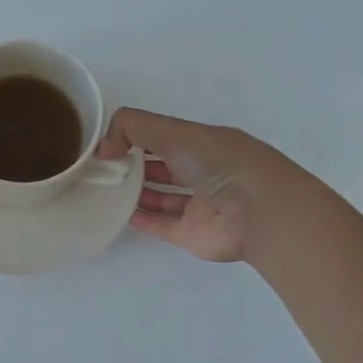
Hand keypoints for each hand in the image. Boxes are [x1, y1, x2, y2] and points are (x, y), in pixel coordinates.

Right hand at [96, 108, 296, 263]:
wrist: (260, 213)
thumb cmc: (220, 163)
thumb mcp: (174, 131)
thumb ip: (132, 128)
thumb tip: (103, 148)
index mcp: (204, 143)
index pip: (164, 135)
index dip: (136, 136)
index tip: (107, 143)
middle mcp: (203, 171)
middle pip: (163, 165)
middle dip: (134, 163)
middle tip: (101, 167)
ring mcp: (199, 205)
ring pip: (162, 196)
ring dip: (136, 191)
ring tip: (105, 188)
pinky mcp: (192, 234)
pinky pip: (162, 225)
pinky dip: (142, 219)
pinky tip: (120, 213)